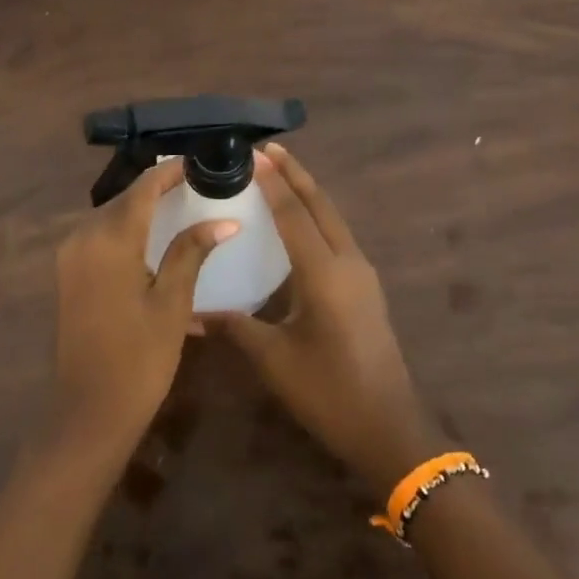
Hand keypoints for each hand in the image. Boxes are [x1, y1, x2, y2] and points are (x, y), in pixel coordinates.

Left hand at [46, 158, 235, 467]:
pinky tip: (153, 244)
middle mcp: (83, 237)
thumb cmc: (140, 358)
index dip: (170, 172)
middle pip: (124, 200)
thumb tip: (225, 220)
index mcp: (110, 239)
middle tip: (194, 185)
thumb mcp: (173, 302)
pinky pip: (99, 239)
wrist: (89, 412)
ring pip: (110, 218)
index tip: (198, 163)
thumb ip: (192, 252)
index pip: (143, 188)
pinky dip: (126, 233)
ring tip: (178, 208)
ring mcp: (70, 257)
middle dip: (156, 189)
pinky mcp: (68, 276)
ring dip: (140, 211)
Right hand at [206, 144, 443, 494]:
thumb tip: (190, 314)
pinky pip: (338, 236)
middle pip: (321, 205)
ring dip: (308, 192)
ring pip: (333, 218)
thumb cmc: (328, 393)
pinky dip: (317, 216)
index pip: (293, 214)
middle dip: (295, 174)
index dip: (272, 182)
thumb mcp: (273, 360)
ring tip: (281, 173)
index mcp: (324, 273)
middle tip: (268, 149)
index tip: (252, 153)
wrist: (389, 429)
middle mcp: (348, 263)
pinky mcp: (366, 288)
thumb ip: (233, 327)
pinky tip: (301, 222)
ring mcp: (362, 274)